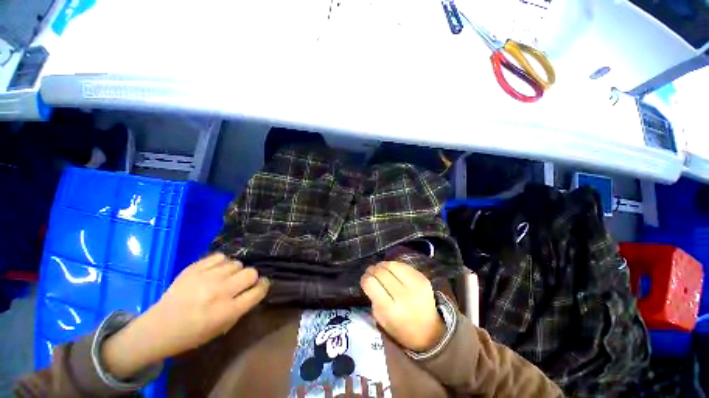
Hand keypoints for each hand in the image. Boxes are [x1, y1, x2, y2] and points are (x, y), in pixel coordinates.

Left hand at [102, 253, 268, 378]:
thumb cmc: (193, 334)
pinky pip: (220, 256)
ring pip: (237, 263)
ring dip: (235, 271)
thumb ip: (242, 307)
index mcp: (228, 311)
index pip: (258, 290)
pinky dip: (222, 263)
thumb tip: (254, 289)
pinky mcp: (194, 268)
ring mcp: (206, 278)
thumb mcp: (222, 327)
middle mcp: (220, 292)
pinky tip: (215, 271)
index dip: (263, 286)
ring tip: (225, 278)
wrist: (158, 328)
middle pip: (251, 272)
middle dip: (250, 278)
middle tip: (241, 283)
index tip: (261, 285)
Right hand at [360, 261, 443, 351]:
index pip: (371, 283)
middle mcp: (404, 296)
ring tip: (380, 269)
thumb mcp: (381, 319)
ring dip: (382, 265)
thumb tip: (369, 277)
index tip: (365, 279)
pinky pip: (402, 265)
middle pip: (381, 272)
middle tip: (371, 272)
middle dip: (372, 270)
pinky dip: (394, 266)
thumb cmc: (400, 328)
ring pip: (391, 264)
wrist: (429, 331)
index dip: (365, 279)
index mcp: (391, 310)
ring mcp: (415, 285)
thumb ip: (373, 297)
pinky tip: (392, 271)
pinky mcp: (422, 278)